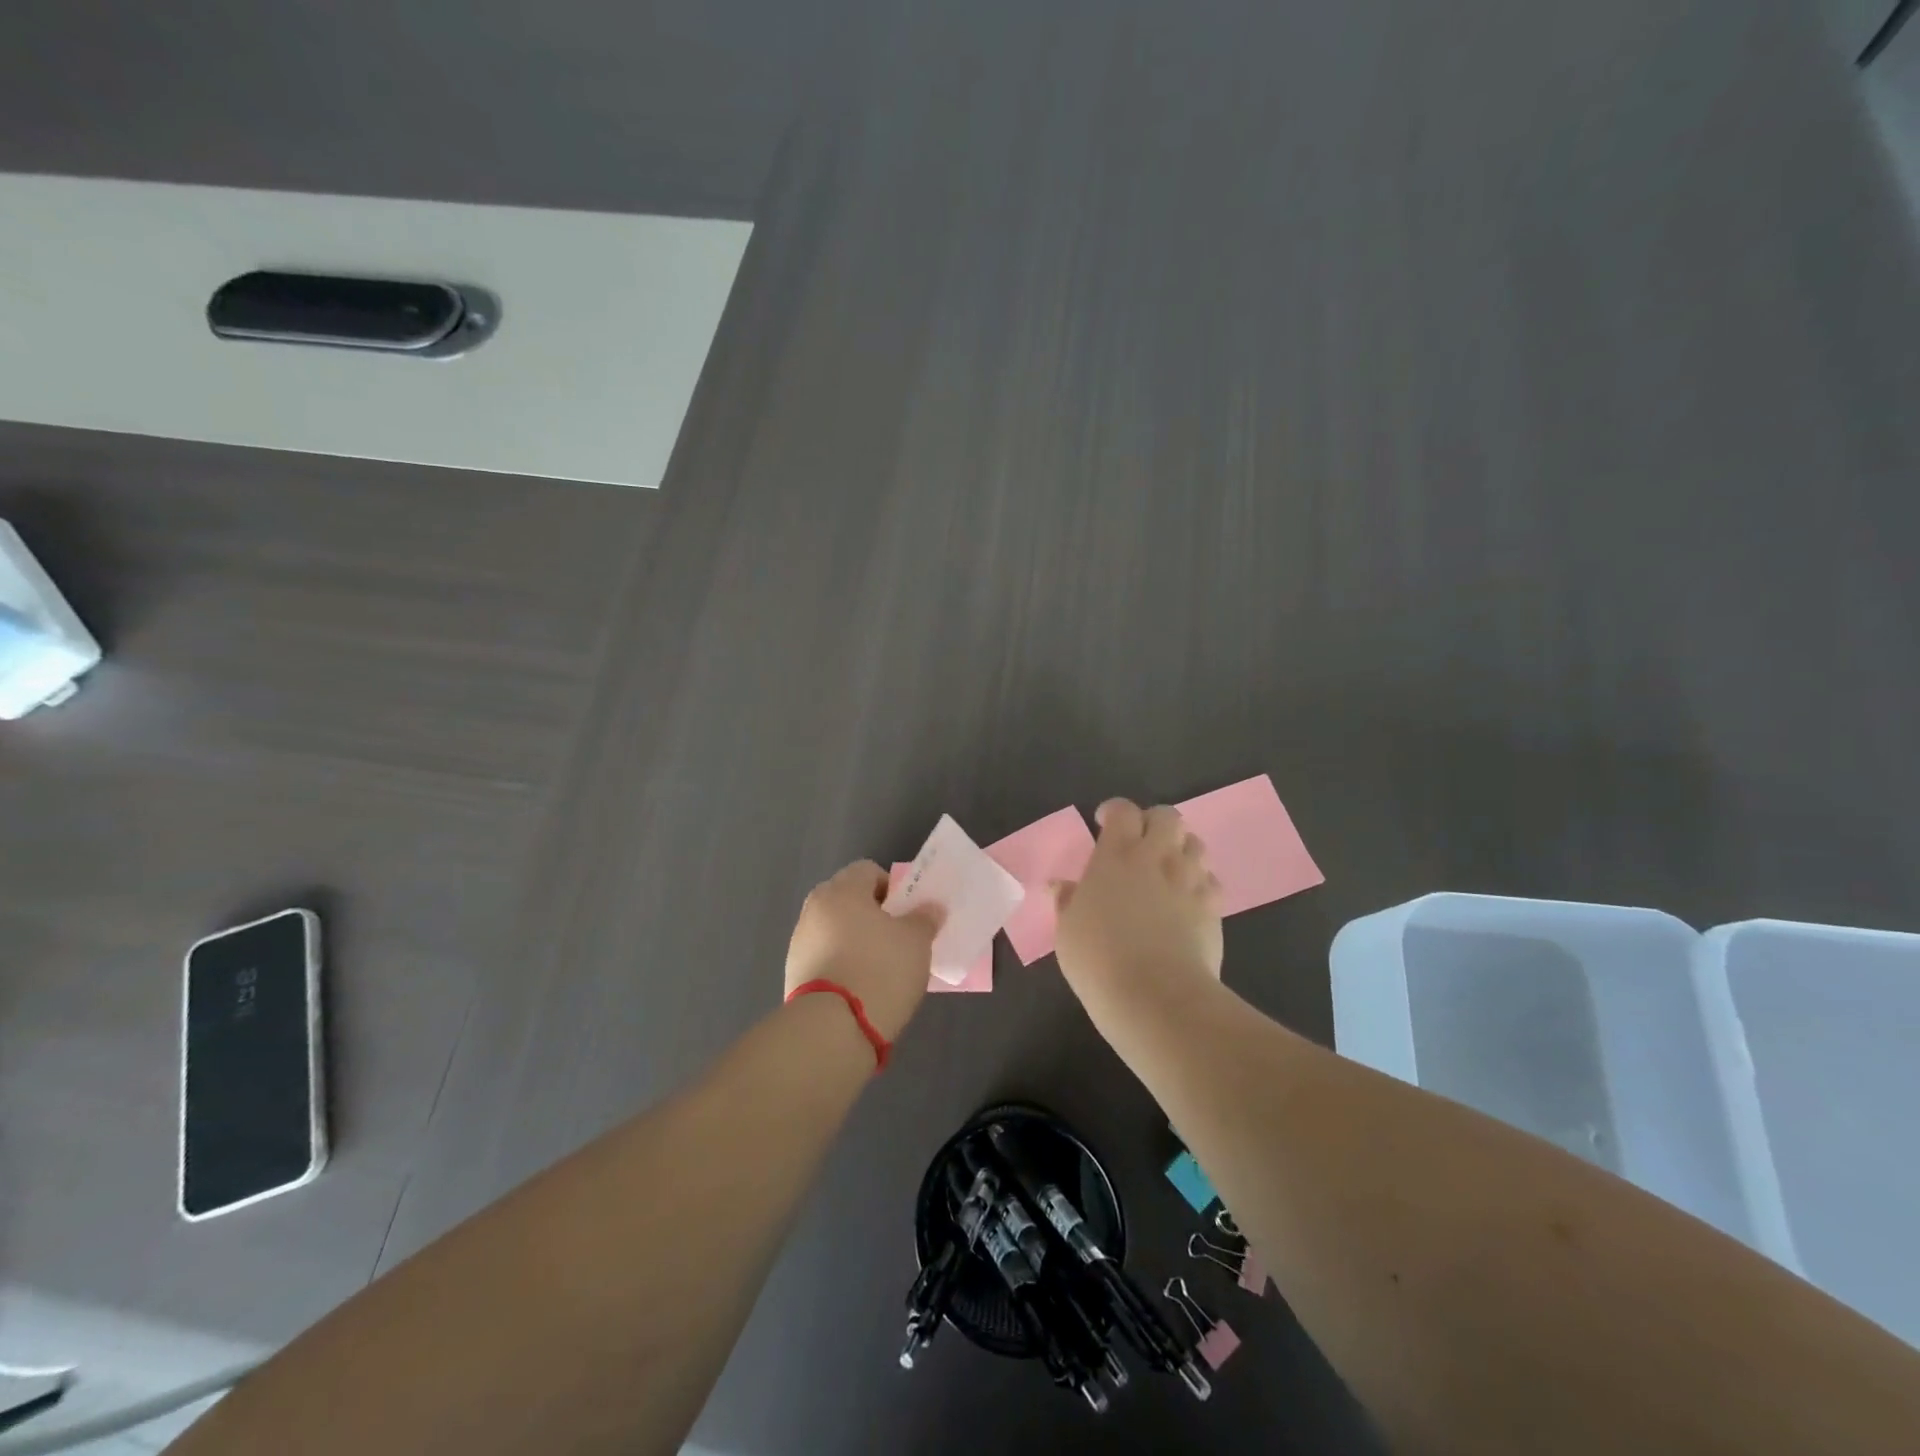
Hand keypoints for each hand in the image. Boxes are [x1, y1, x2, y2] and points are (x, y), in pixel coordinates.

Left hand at [785, 860, 939, 1041]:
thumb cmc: (880, 970)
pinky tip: (860, 989)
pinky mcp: (794, 974)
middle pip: (848, 900)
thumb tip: (929, 908)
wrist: (832, 1029)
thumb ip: (924, 918)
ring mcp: (799, 942)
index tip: (907, 915)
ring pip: (835, 930)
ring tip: (880, 970)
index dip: (892, 888)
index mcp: (842, 890)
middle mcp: (814, 908)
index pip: (868, 870)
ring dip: (855, 942)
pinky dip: (842, 966)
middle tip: (897, 940)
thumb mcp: (917, 941)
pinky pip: (825, 958)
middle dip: (873, 915)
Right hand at [1053, 799, 1223, 1029]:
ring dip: (1180, 849)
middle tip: (1140, 844)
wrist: (1157, 997)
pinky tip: (1188, 901)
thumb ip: (1067, 901)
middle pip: (1167, 816)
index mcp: (1116, 856)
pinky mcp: (1213, 907)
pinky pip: (1212, 880)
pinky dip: (1200, 883)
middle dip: (1154, 822)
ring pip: (1196, 843)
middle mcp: (1157, 858)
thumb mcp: (1068, 931)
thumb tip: (1061, 886)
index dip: (1114, 811)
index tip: (1103, 823)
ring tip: (1167, 870)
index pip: (1123, 811)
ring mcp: (1190, 880)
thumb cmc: (1099, 960)